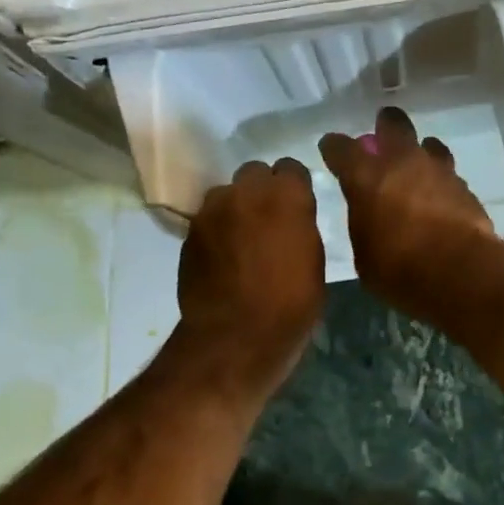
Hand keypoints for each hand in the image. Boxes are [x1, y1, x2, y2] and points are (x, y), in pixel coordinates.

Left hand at [177, 157, 325, 396]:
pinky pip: (208, 219)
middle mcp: (247, 191)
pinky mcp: (190, 231)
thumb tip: (292, 220)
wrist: (236, 336)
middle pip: (255, 172)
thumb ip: (301, 227)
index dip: (294, 186)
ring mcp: (213, 210)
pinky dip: (217, 231)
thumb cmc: (291, 304)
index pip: (291, 168)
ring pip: (227, 194)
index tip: (297, 206)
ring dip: (236, 207)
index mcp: (287, 196)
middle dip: (262, 189)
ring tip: (242, 239)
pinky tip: (223, 258)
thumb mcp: (313, 261)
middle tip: (269, 219)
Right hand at [318, 107, 498, 321]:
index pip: (341, 148)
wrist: (460, 273)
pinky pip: (449, 176)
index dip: (334, 147)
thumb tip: (369, 217)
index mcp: (366, 177)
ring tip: (418, 169)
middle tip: (382, 134)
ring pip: (429, 146)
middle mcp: (403, 163)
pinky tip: (440, 199)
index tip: (332, 149)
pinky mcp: (466, 189)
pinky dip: (441, 184)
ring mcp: (439, 172)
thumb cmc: (399, 269)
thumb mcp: (365, 255)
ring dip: (421, 153)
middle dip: (386, 125)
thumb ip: (364, 225)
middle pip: (394, 125)